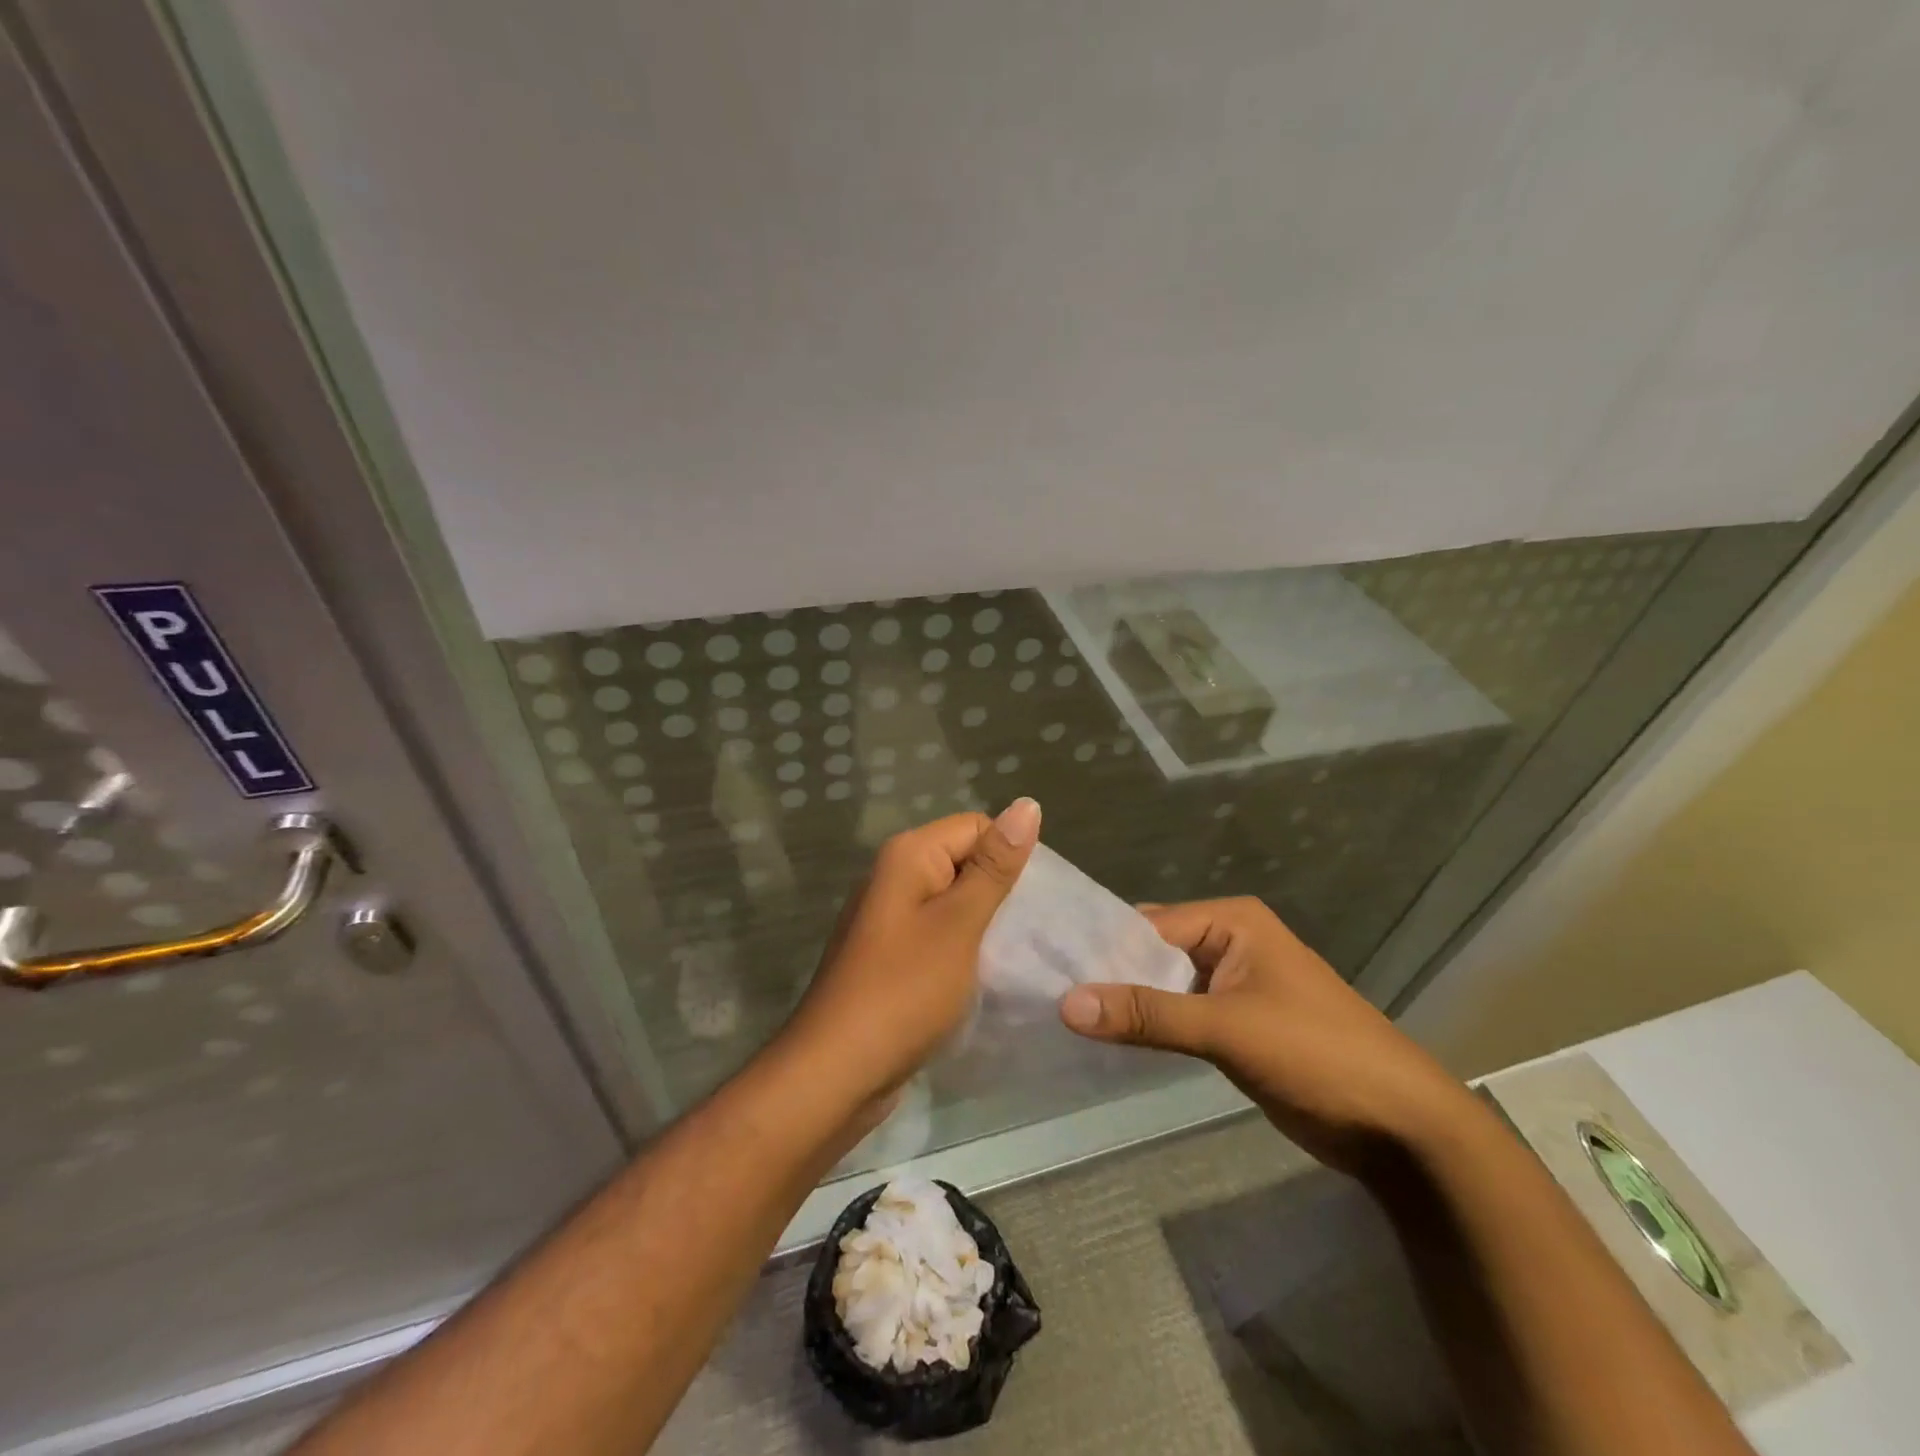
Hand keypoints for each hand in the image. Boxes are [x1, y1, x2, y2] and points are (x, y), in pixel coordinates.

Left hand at [781, 800, 1040, 1113]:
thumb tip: (1027, 804)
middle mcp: (895, 876)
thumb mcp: (959, 924)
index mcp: (908, 855)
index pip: (977, 826)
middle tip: (1035, 931)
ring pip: (954, 901)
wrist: (837, 1072)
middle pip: (965, 861)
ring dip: (986, 923)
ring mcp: (890, 918)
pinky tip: (986, 975)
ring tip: (1018, 954)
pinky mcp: (892, 955)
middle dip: (1001, 891)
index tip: (1035, 902)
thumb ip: (994, 866)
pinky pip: (939, 933)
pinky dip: (965, 948)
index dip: (1010, 857)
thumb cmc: (904, 991)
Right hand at [1057, 896, 1475, 1179]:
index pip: (1147, 924)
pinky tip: (1107, 1040)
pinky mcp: (1234, 1024)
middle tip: (1046, 994)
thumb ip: (1147, 1014)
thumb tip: (1066, 1003)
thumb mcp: (1227, 1028)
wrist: (1399, 1127)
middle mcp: (1228, 942)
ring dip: (1126, 1003)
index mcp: (1231, 921)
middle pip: (1152, 952)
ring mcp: (1232, 985)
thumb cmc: (1317, 1053)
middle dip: (1109, 976)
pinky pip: (1178, 1014)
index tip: (1045, 968)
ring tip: (1063, 1017)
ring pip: (1162, 985)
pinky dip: (1149, 1026)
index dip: (1099, 948)